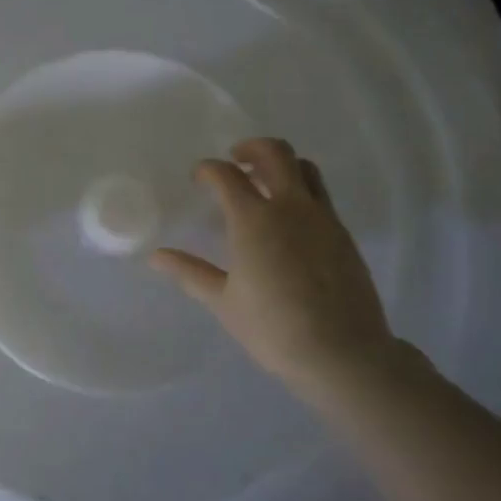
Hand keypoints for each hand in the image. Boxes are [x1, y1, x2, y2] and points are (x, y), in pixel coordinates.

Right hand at [150, 137, 428, 398]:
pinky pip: (321, 195)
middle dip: (251, 147)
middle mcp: (290, 207)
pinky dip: (302, 191)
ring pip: (305, 168)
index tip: (199, 177)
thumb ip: (190, 272)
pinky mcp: (343, 233)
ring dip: (282, 165)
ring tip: (266, 182)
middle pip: (275, 152)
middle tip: (236, 160)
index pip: (226, 175)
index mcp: (253, 220)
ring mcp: (322, 217)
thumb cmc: (273, 329)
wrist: (342, 353)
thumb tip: (156, 257)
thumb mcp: (224, 302)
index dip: (208, 169)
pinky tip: (291, 220)